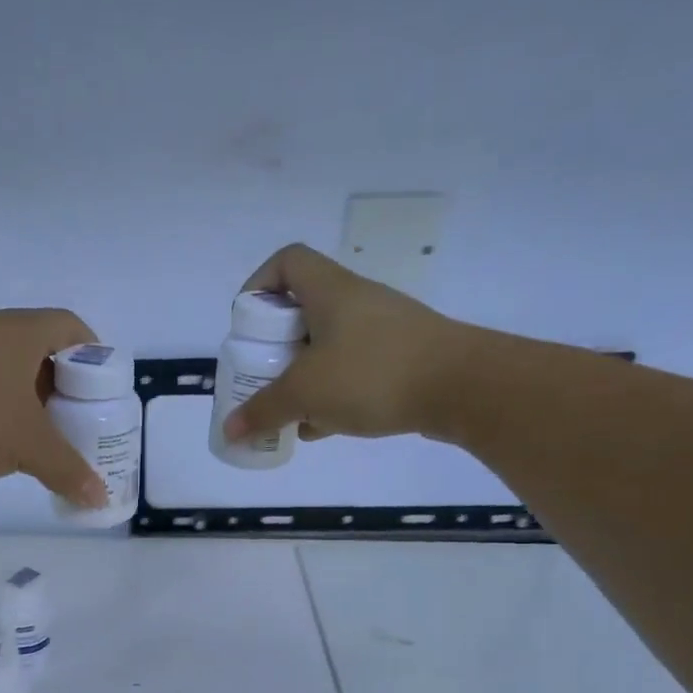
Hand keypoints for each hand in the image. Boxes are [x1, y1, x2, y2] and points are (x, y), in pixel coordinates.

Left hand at [0, 308, 106, 507]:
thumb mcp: (27, 446)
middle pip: (43, 349)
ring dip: (28, 396)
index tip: (101, 393)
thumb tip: (98, 498)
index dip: (95, 357)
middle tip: (74, 421)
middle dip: (63, 385)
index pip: (73, 329)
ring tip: (36, 434)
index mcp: (24, 332)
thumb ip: (67, 470)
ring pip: (8, 366)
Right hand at [221, 244, 490, 444]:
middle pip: (303, 309)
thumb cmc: (373, 374)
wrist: (463, 387)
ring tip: (288, 409)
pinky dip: (332, 393)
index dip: (259, 284)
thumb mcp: (306, 393)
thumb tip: (230, 430)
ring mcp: (382, 330)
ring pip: (328, 344)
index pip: (287, 262)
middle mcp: (356, 301)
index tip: (247, 324)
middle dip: (275, 346)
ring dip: (302, 374)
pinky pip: (353, 369)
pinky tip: (321, 426)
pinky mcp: (401, 358)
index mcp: (330, 291)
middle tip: (261, 375)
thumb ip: (263, 411)